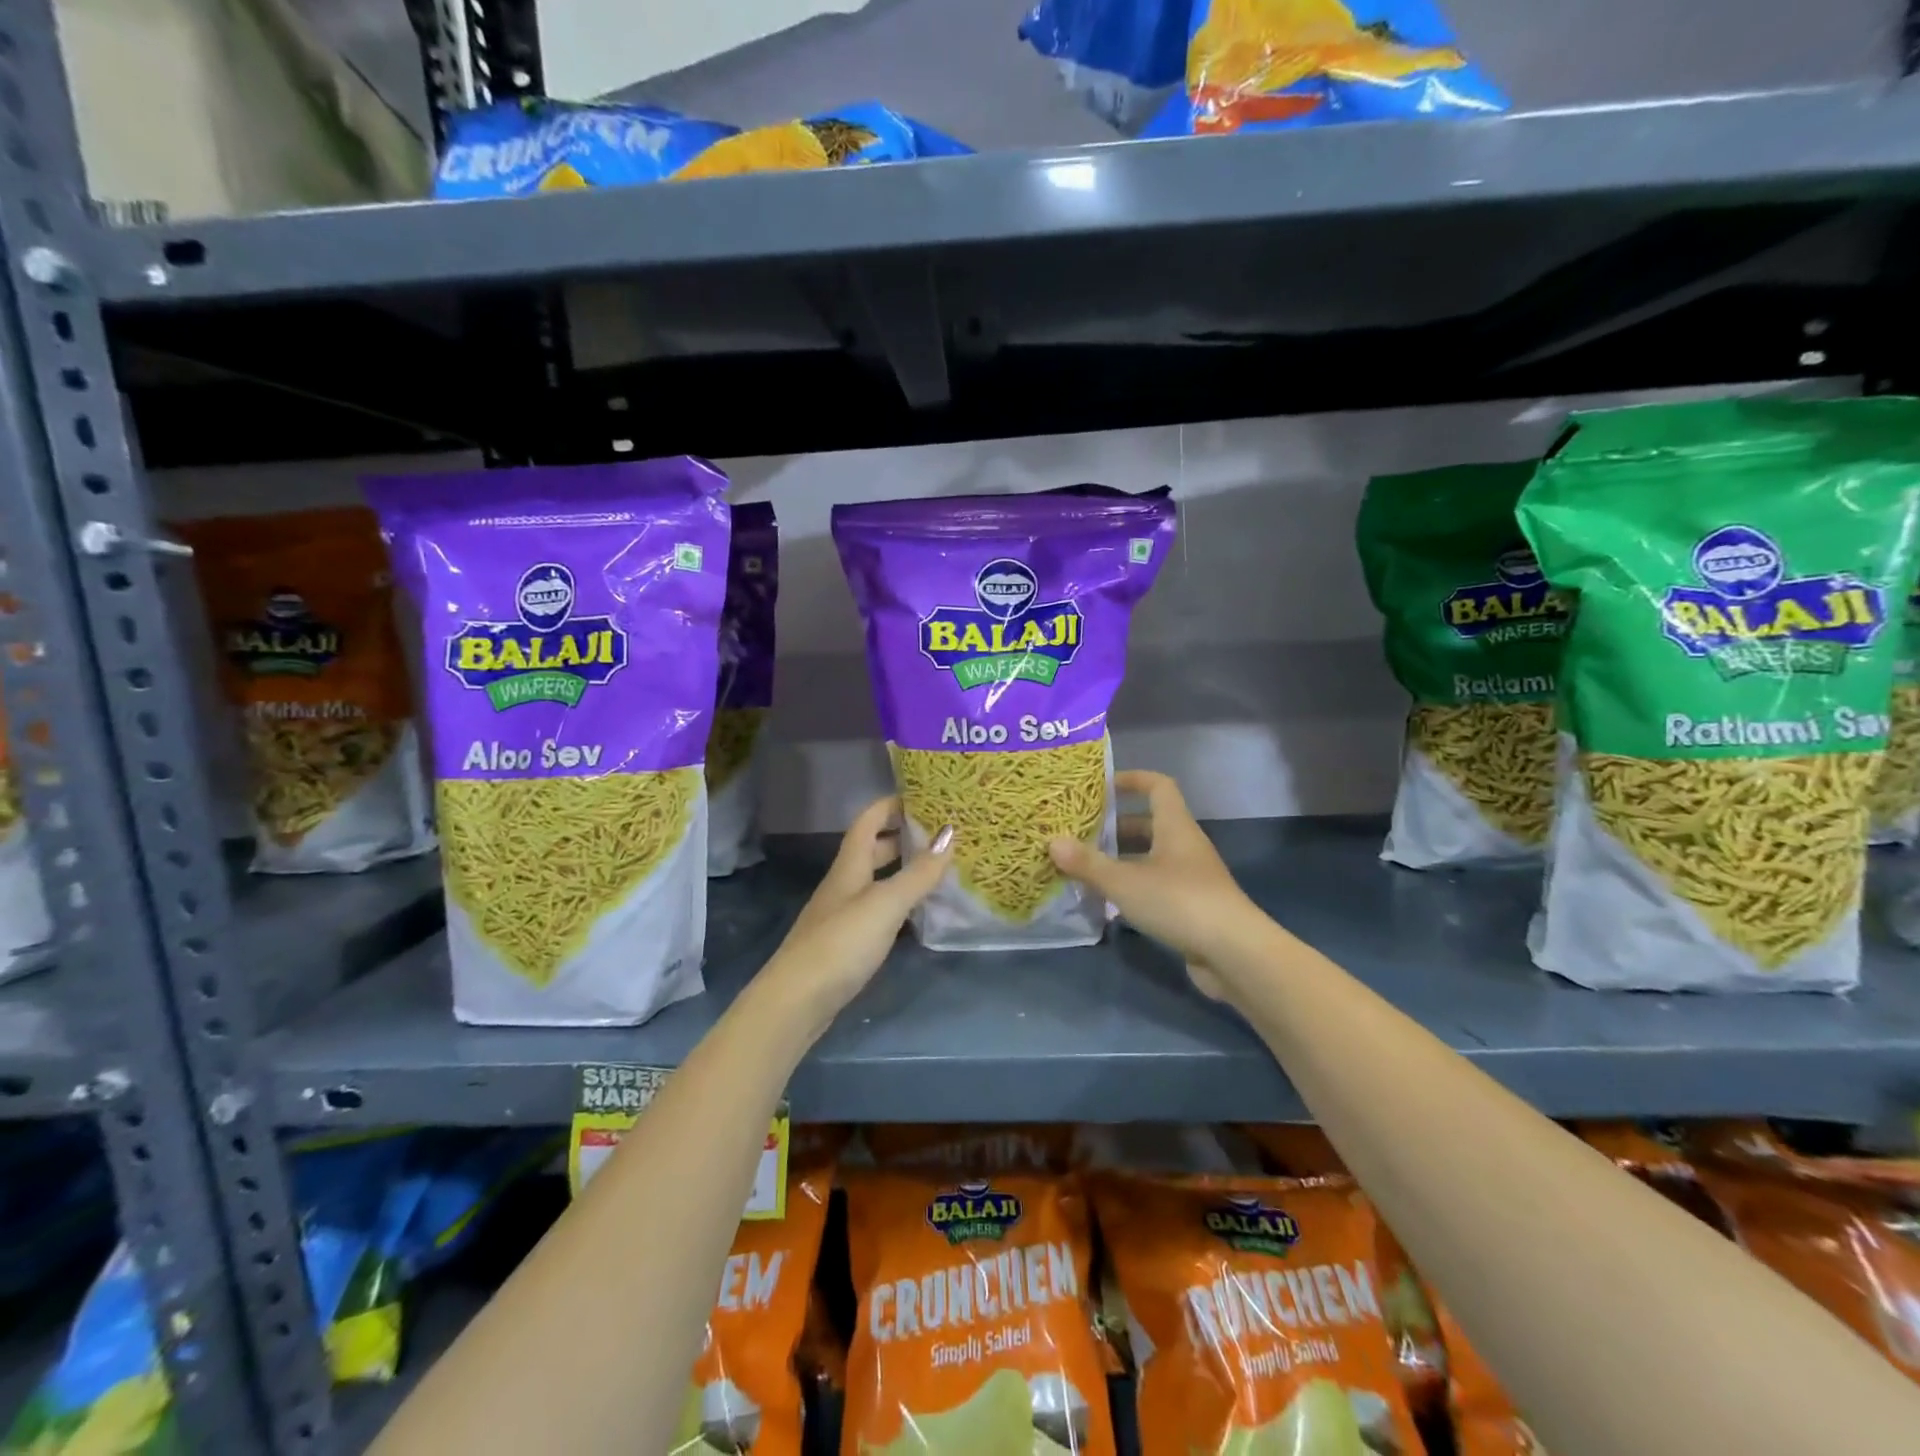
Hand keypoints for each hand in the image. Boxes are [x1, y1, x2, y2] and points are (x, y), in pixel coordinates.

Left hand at [762, 796, 952, 1015]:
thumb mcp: (885, 903)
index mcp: (850, 865)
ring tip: (939, 868)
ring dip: (903, 870)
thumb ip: (919, 872)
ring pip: (877, 880)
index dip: (892, 804)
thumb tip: (950, 833)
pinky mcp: (846, 943)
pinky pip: (878, 909)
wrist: (797, 1001)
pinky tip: (918, 912)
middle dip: (903, 836)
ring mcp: (843, 914)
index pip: (869, 820)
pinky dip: (899, 902)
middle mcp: (845, 883)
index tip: (926, 796)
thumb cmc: (841, 942)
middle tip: (942, 833)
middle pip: (873, 848)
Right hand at [1048, 770, 1262, 998]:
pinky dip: (1132, 889)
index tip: (1101, 786)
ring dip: (1120, 861)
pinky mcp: (1191, 907)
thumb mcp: (1125, 882)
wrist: (1234, 954)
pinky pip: (1155, 887)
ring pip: (1149, 858)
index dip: (1131, 780)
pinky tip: (1106, 903)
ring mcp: (1190, 878)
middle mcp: (1184, 846)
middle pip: (1149, 824)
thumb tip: (1052, 842)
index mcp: (1175, 827)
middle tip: (1079, 833)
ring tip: (1084, 868)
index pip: (1158, 786)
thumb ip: (1088, 863)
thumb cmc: (1179, 902)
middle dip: (1114, 827)